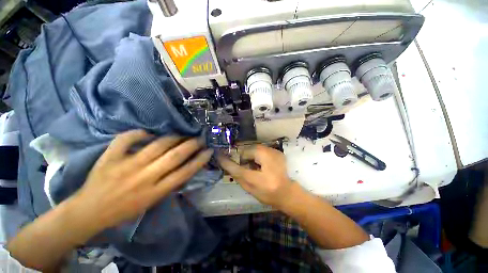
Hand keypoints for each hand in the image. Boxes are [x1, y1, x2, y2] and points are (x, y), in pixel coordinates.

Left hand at [72, 130, 212, 230]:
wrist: (89, 212)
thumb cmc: (124, 210)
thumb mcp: (152, 202)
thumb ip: (169, 184)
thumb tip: (184, 166)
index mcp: (155, 192)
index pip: (185, 173)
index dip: (200, 160)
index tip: (209, 150)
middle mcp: (144, 178)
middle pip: (174, 157)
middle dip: (191, 145)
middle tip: (199, 138)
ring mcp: (126, 166)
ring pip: (157, 145)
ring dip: (173, 137)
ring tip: (181, 135)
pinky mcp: (109, 158)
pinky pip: (126, 139)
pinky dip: (139, 133)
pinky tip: (148, 133)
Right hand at [217, 145, 294, 208]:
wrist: (288, 192)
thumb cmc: (268, 194)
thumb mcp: (250, 188)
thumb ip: (238, 176)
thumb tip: (228, 165)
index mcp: (261, 176)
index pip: (238, 167)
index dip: (227, 162)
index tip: (219, 156)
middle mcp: (268, 160)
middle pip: (247, 152)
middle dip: (243, 158)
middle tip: (246, 167)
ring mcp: (274, 153)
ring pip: (254, 149)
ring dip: (251, 156)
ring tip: (255, 166)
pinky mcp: (277, 152)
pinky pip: (262, 150)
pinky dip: (258, 155)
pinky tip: (262, 164)